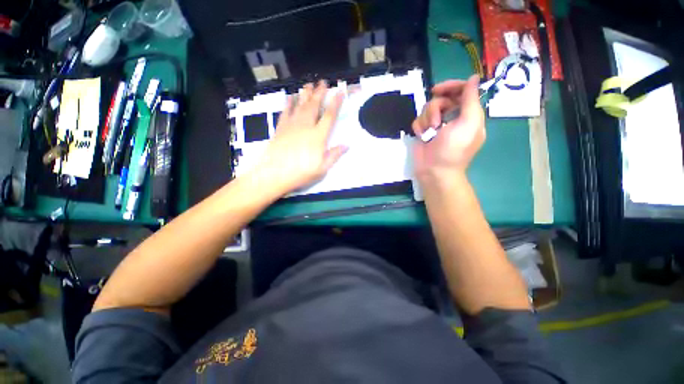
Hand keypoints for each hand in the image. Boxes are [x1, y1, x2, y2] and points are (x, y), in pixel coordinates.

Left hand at [251, 81, 347, 194]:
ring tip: (309, 85)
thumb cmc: (301, 173)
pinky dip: (289, 103)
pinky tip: (290, 97)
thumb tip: (346, 145)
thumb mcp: (322, 169)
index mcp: (318, 136)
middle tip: (323, 82)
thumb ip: (334, 155)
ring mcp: (291, 125)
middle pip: (314, 106)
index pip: (329, 116)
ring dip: (305, 94)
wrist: (275, 174)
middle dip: (320, 93)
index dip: (335, 103)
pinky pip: (286, 111)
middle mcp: (306, 126)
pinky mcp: (280, 128)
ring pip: (300, 105)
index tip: (339, 92)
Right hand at [411, 75, 484, 183]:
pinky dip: (419, 127)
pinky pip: (418, 120)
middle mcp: (453, 117)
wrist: (434, 171)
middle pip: (442, 98)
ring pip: (427, 109)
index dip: (451, 86)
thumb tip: (473, 78)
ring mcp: (437, 125)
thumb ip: (471, 99)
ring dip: (426, 120)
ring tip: (429, 134)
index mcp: (468, 115)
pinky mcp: (424, 132)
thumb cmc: (453, 150)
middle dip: (435, 109)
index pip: (461, 91)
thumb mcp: (468, 123)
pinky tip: (421, 137)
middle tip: (435, 123)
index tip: (437, 90)